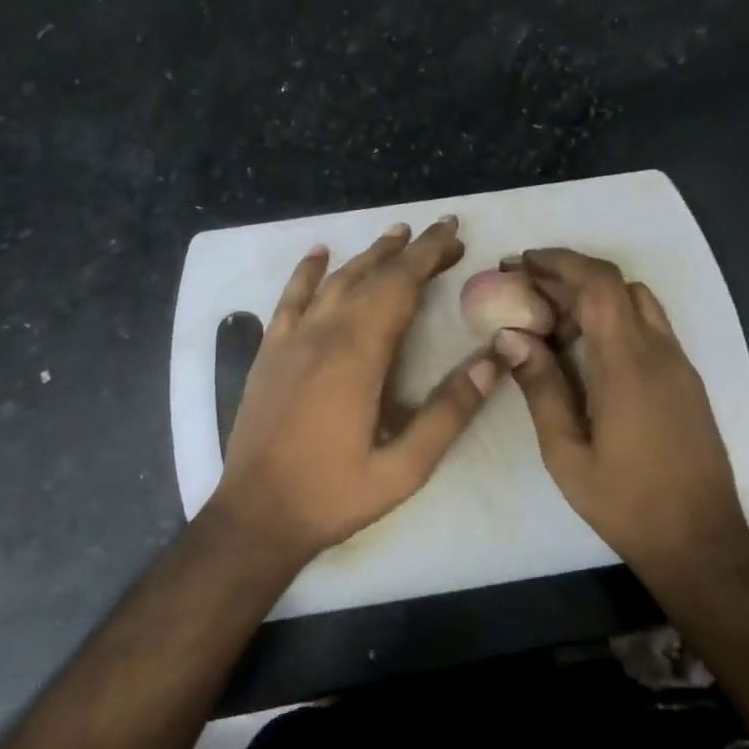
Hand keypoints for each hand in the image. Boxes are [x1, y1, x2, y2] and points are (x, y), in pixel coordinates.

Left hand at [209, 217, 502, 560]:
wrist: (255, 515)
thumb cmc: (333, 495)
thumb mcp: (404, 469)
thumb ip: (448, 413)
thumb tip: (493, 363)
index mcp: (358, 357)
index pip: (399, 287)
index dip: (428, 256)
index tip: (454, 232)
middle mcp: (322, 336)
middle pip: (370, 276)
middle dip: (409, 250)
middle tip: (442, 233)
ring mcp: (290, 341)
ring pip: (334, 282)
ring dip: (367, 255)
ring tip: (397, 235)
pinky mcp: (269, 353)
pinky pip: (289, 299)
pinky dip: (307, 272)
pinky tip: (319, 253)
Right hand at [494, 248, 748, 572]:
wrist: (701, 541)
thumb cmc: (626, 503)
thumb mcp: (567, 454)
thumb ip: (541, 389)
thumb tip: (511, 336)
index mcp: (628, 366)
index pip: (599, 285)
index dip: (560, 262)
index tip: (521, 262)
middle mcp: (660, 353)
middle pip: (617, 285)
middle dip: (568, 275)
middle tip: (524, 289)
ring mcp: (679, 364)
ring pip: (637, 302)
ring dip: (593, 296)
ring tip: (550, 320)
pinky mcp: (686, 380)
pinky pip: (649, 327)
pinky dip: (614, 318)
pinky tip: (585, 349)